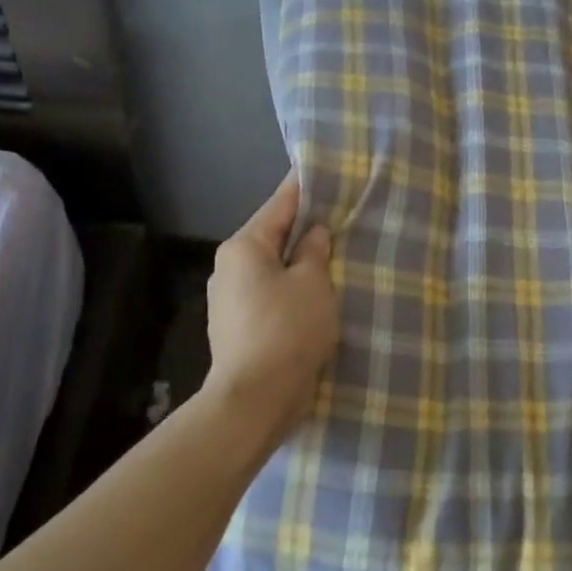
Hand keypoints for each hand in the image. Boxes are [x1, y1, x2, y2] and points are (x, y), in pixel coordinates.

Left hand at [204, 171, 338, 446]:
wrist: (254, 400)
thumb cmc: (287, 330)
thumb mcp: (313, 283)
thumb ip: (315, 251)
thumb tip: (314, 233)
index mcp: (244, 246)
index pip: (280, 204)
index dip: (305, 187)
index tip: (326, 170)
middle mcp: (229, 267)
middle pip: (273, 236)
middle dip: (305, 229)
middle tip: (342, 217)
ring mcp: (229, 300)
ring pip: (272, 268)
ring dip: (299, 263)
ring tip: (335, 257)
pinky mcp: (238, 328)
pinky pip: (270, 294)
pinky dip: (291, 290)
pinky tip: (316, 296)